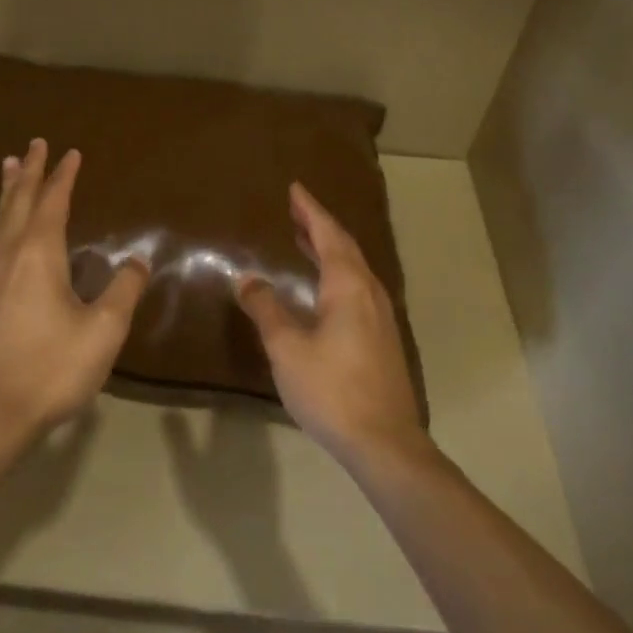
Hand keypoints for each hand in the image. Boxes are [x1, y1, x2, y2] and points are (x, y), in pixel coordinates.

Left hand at [0, 138, 149, 447]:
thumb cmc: (53, 367)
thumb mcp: (103, 331)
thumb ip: (123, 291)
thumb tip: (138, 260)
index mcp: (40, 255)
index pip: (53, 203)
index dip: (63, 177)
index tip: (71, 152)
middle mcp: (12, 256)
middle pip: (19, 203)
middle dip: (29, 172)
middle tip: (34, 144)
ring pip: (1, 220)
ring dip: (8, 192)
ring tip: (8, 167)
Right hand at [237, 182, 426, 465]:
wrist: (385, 443)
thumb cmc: (332, 389)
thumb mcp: (287, 348)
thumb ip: (266, 309)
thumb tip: (247, 279)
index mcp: (348, 287)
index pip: (328, 235)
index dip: (310, 210)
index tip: (295, 188)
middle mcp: (369, 293)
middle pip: (345, 247)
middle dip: (319, 226)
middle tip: (296, 209)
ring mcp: (381, 318)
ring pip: (354, 270)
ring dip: (329, 250)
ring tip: (305, 240)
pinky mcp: (382, 340)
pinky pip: (357, 289)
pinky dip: (336, 274)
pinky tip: (323, 289)